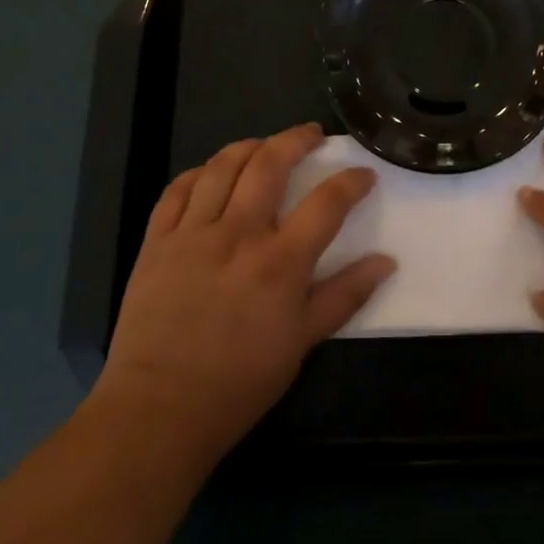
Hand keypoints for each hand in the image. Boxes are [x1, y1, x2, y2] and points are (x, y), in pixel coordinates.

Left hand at [94, 124, 394, 469]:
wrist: (159, 409)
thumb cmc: (240, 381)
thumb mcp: (303, 343)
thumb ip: (345, 295)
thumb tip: (387, 261)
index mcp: (280, 261)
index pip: (327, 202)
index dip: (351, 181)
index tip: (364, 174)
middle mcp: (238, 234)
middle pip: (270, 164)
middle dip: (296, 139)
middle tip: (311, 134)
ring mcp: (192, 233)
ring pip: (222, 166)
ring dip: (249, 146)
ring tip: (264, 145)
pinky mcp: (156, 242)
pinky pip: (176, 190)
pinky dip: (197, 172)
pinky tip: (209, 173)